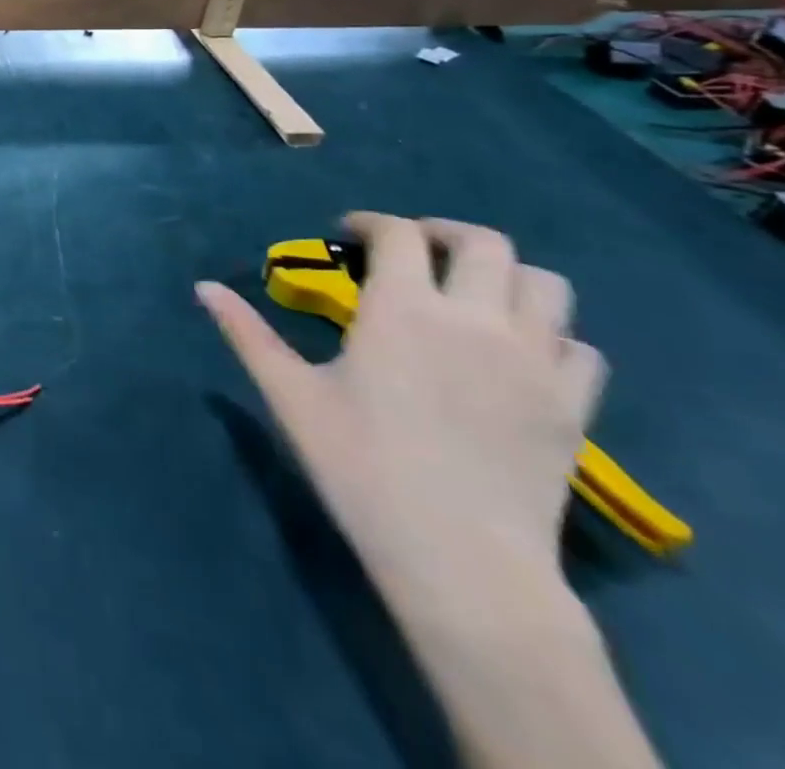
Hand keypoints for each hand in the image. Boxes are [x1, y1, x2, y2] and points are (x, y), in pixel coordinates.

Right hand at [198, 213, 605, 613]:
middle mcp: (476, 319)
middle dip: (443, 233)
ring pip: (547, 285)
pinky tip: (518, 354)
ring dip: (506, 276)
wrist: (460, 561)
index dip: (370, 223)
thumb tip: (204, 287)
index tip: (347, 235)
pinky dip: (551, 336)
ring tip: (470, 293)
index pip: (398, 235)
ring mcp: (535, 362)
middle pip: (484, 243)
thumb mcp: (290, 395)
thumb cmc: (361, 467)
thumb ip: (247, 333)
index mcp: (404, 310)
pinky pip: (581, 348)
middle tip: (413, 251)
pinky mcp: (573, 407)